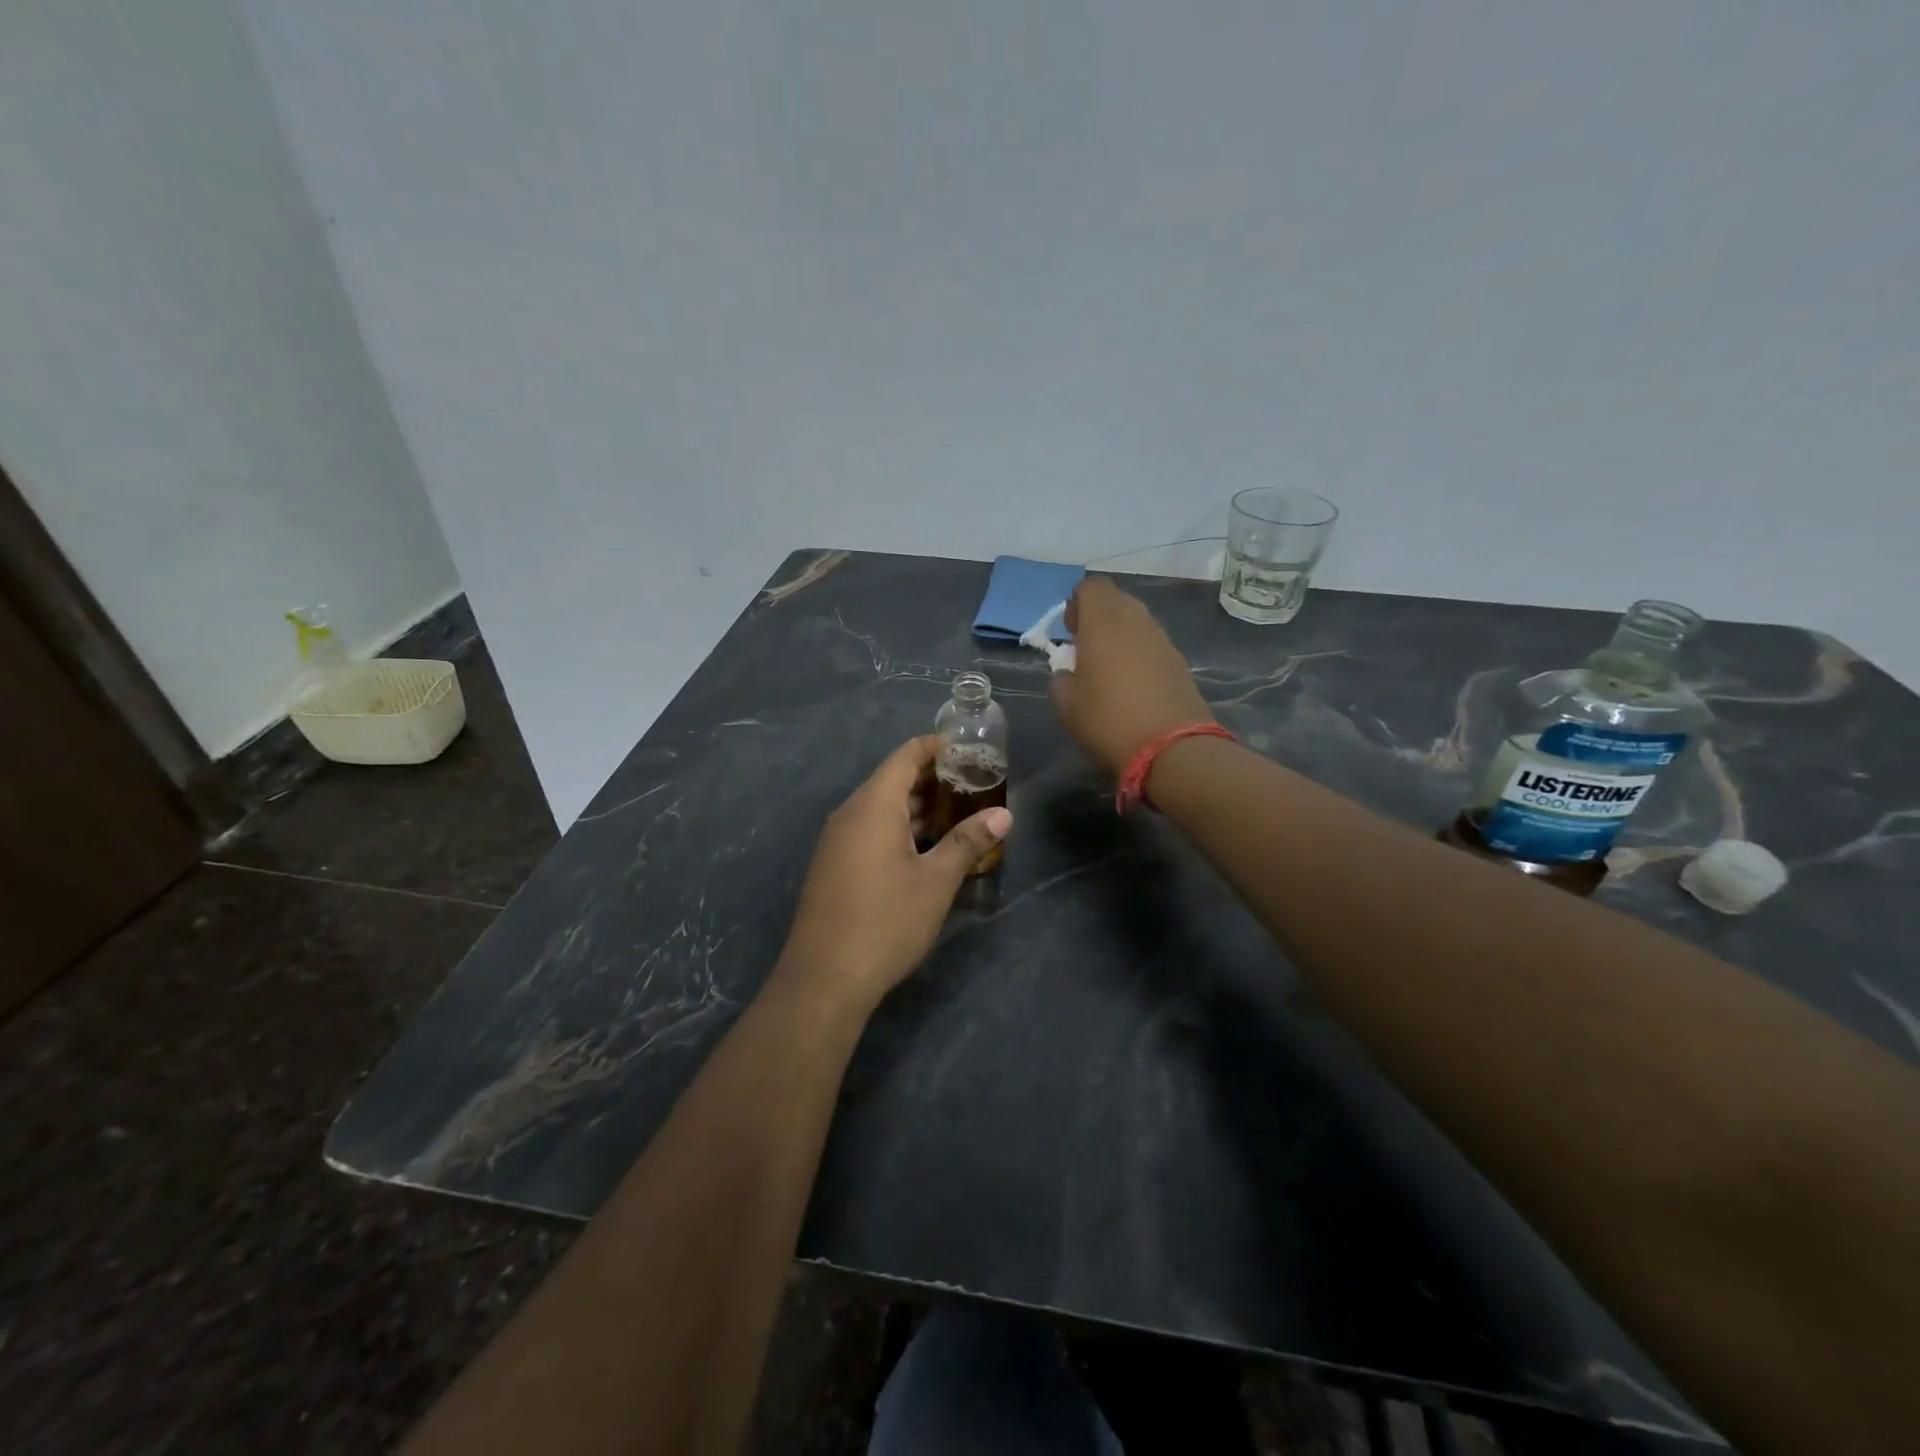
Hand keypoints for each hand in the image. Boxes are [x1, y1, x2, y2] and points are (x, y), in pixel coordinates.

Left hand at [777, 736, 1012, 1012]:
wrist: (824, 978)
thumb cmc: (886, 921)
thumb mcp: (936, 881)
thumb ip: (968, 842)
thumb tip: (1003, 815)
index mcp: (873, 805)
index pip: (906, 756)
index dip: (937, 747)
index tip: (969, 749)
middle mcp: (850, 814)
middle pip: (893, 780)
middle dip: (933, 779)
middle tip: (974, 785)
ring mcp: (837, 841)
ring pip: (881, 809)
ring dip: (917, 808)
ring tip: (958, 814)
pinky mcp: (834, 866)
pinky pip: (870, 831)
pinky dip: (899, 829)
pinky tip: (926, 849)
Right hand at [1050, 576, 1214, 775]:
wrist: (1172, 748)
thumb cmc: (1108, 721)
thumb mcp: (1065, 705)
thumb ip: (1061, 679)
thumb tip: (1070, 673)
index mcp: (1103, 623)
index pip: (1091, 586)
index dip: (1076, 603)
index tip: (1070, 632)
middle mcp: (1136, 621)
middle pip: (1116, 599)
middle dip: (1098, 615)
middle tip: (1086, 648)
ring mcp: (1162, 639)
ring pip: (1137, 619)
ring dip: (1120, 634)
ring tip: (1108, 668)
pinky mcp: (1179, 660)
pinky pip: (1152, 642)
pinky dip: (1138, 652)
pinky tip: (1132, 683)